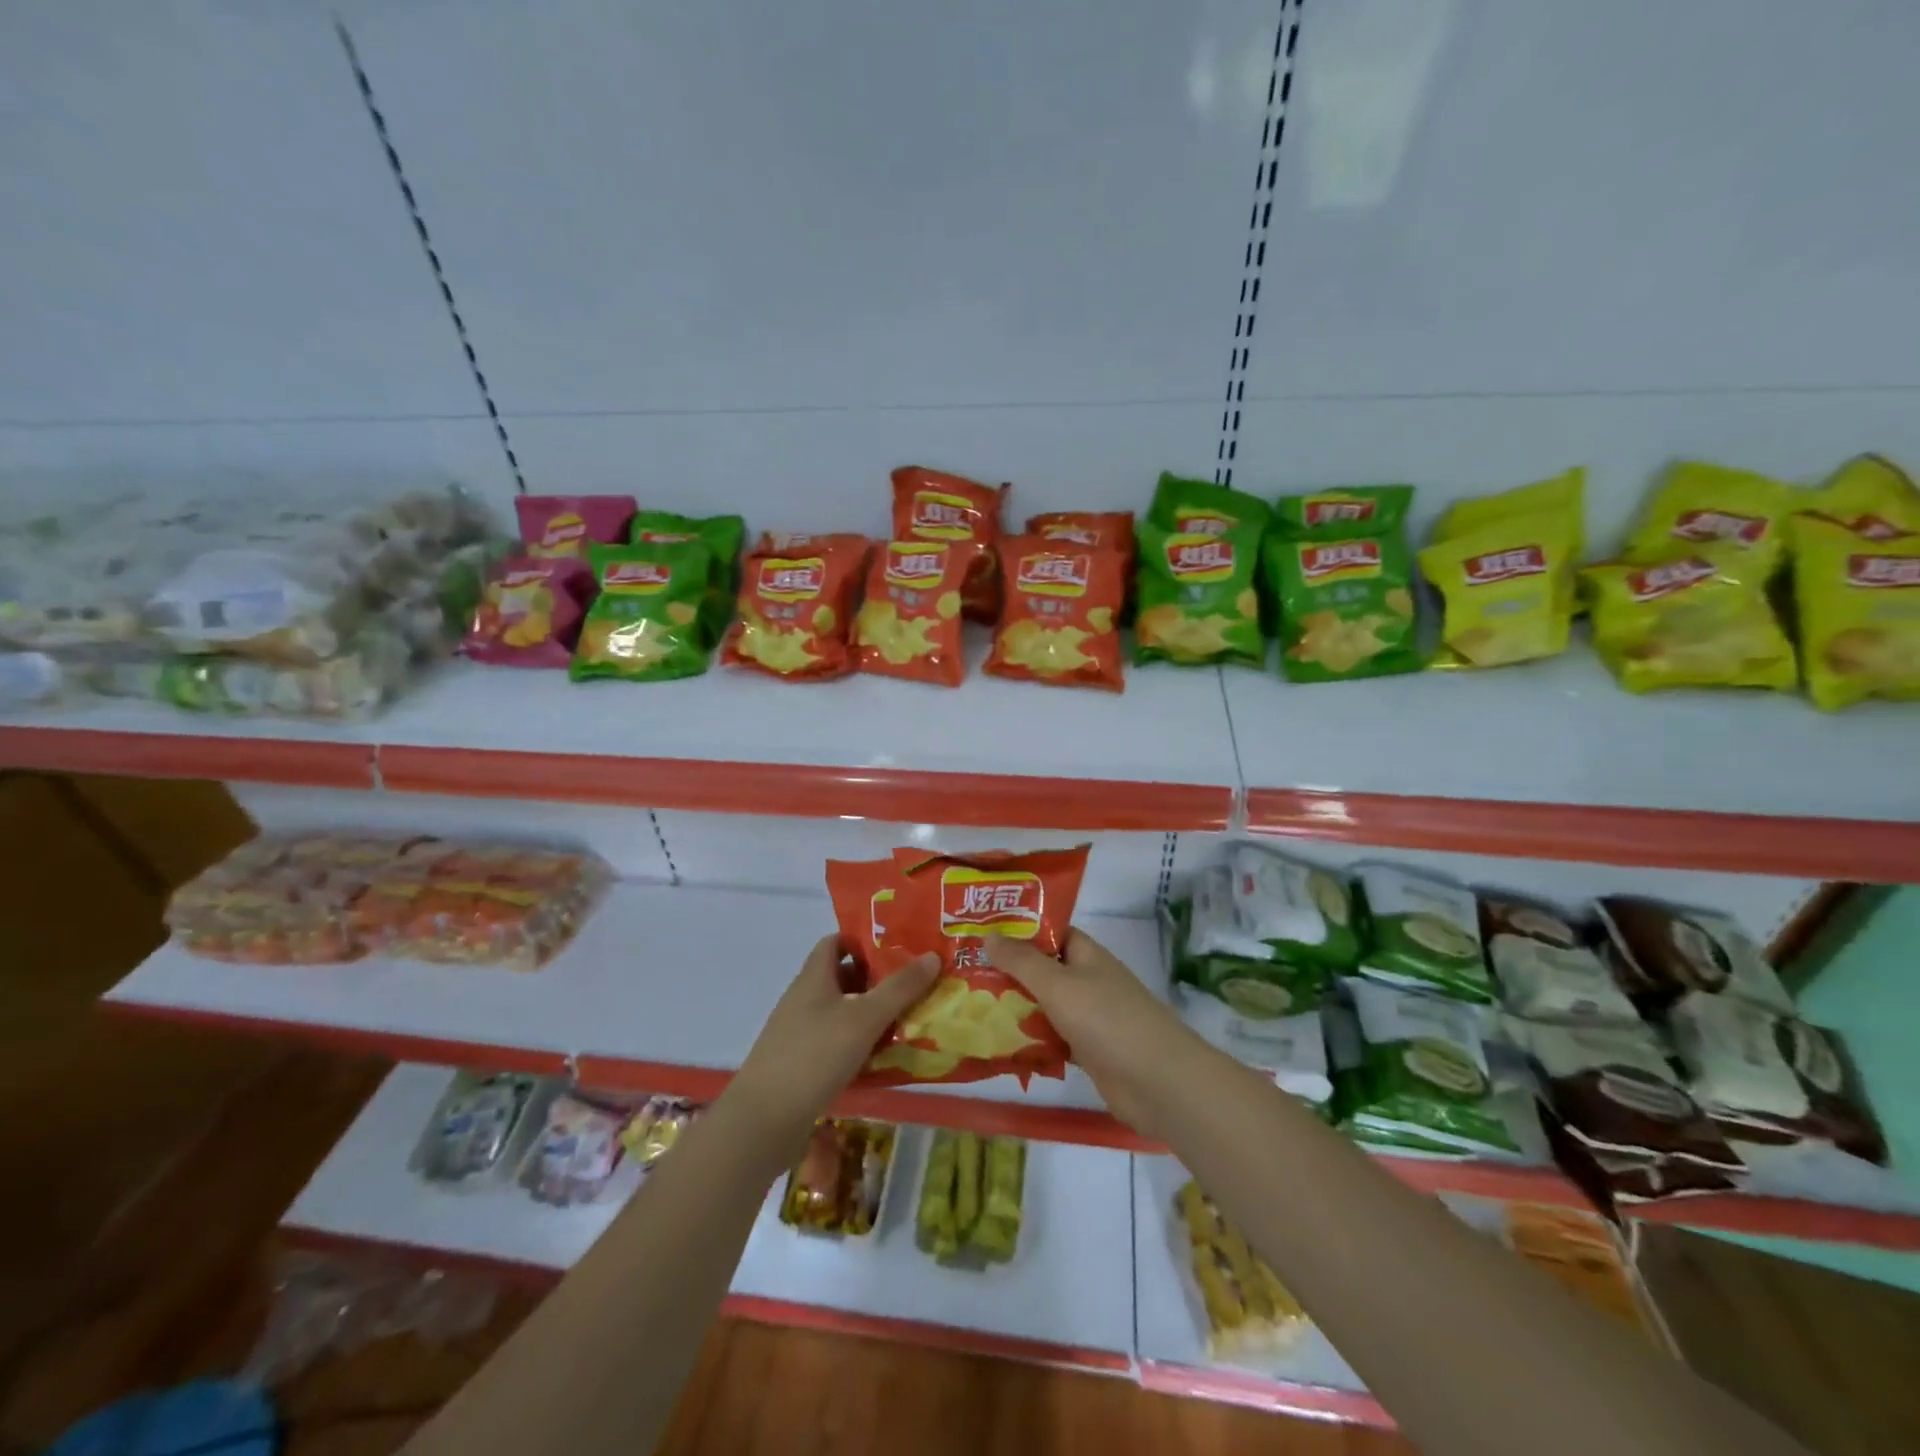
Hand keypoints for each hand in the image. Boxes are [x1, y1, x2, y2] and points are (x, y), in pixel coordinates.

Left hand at [725, 934, 938, 1155]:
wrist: (764, 1121)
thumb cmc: (815, 1055)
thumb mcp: (865, 1018)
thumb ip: (900, 988)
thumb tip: (932, 955)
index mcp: (813, 977)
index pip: (836, 942)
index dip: (864, 941)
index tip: (898, 949)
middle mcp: (803, 999)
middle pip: (842, 977)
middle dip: (877, 980)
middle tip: (914, 986)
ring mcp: (799, 1033)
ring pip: (841, 1013)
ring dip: (870, 1015)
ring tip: (908, 1022)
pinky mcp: (800, 1065)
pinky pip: (835, 1044)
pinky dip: (858, 1046)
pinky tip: (883, 1060)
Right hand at [984, 927, 1200, 1141]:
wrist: (1157, 1082)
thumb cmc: (1107, 1020)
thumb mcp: (1058, 984)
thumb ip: (1022, 961)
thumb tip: (989, 934)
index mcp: (1085, 954)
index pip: (1048, 932)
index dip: (1016, 930)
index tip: (978, 933)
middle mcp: (1086, 980)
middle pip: (1042, 970)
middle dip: (1007, 972)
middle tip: (961, 973)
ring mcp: (1088, 1017)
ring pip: (1043, 1006)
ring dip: (1014, 1008)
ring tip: (968, 1007)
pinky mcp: (1087, 1051)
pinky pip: (1050, 1039)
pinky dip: (1029, 1041)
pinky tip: (996, 1045)